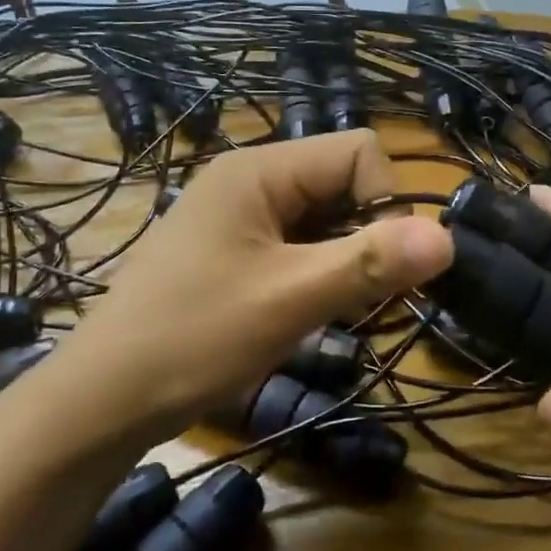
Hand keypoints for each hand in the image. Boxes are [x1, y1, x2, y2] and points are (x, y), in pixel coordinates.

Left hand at [52, 131, 452, 440]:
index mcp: (259, 169)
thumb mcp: (290, 299)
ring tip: (323, 311)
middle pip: (342, 183)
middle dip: (364, 237)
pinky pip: (295, 244)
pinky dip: (314, 274)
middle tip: (353, 299)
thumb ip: (370, 263)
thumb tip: (448, 237)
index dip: (385, 204)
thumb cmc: (194, 337)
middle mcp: (249, 178)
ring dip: (341, 261)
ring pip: (323, 218)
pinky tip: (300, 313)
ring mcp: (237, 215)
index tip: (378, 269)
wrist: (102, 399)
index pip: (358, 152)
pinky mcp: (230, 249)